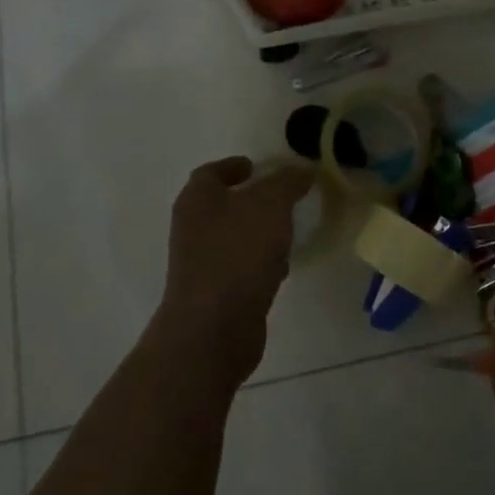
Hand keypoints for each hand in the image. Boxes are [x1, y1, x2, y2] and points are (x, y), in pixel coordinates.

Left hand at [150, 156, 314, 386]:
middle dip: (253, 199)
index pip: (212, 172)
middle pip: (223, 204)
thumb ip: (287, 182)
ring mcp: (201, 262)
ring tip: (290, 230)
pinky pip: (241, 266)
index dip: (235, 166)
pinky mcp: (215, 292)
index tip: (260, 166)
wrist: (214, 328)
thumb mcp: (270, 205)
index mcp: (198, 199)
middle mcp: (193, 227)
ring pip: (234, 236)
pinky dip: (260, 261)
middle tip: (286, 196)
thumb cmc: (238, 254)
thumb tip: (302, 169)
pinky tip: (282, 267)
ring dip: (259, 231)